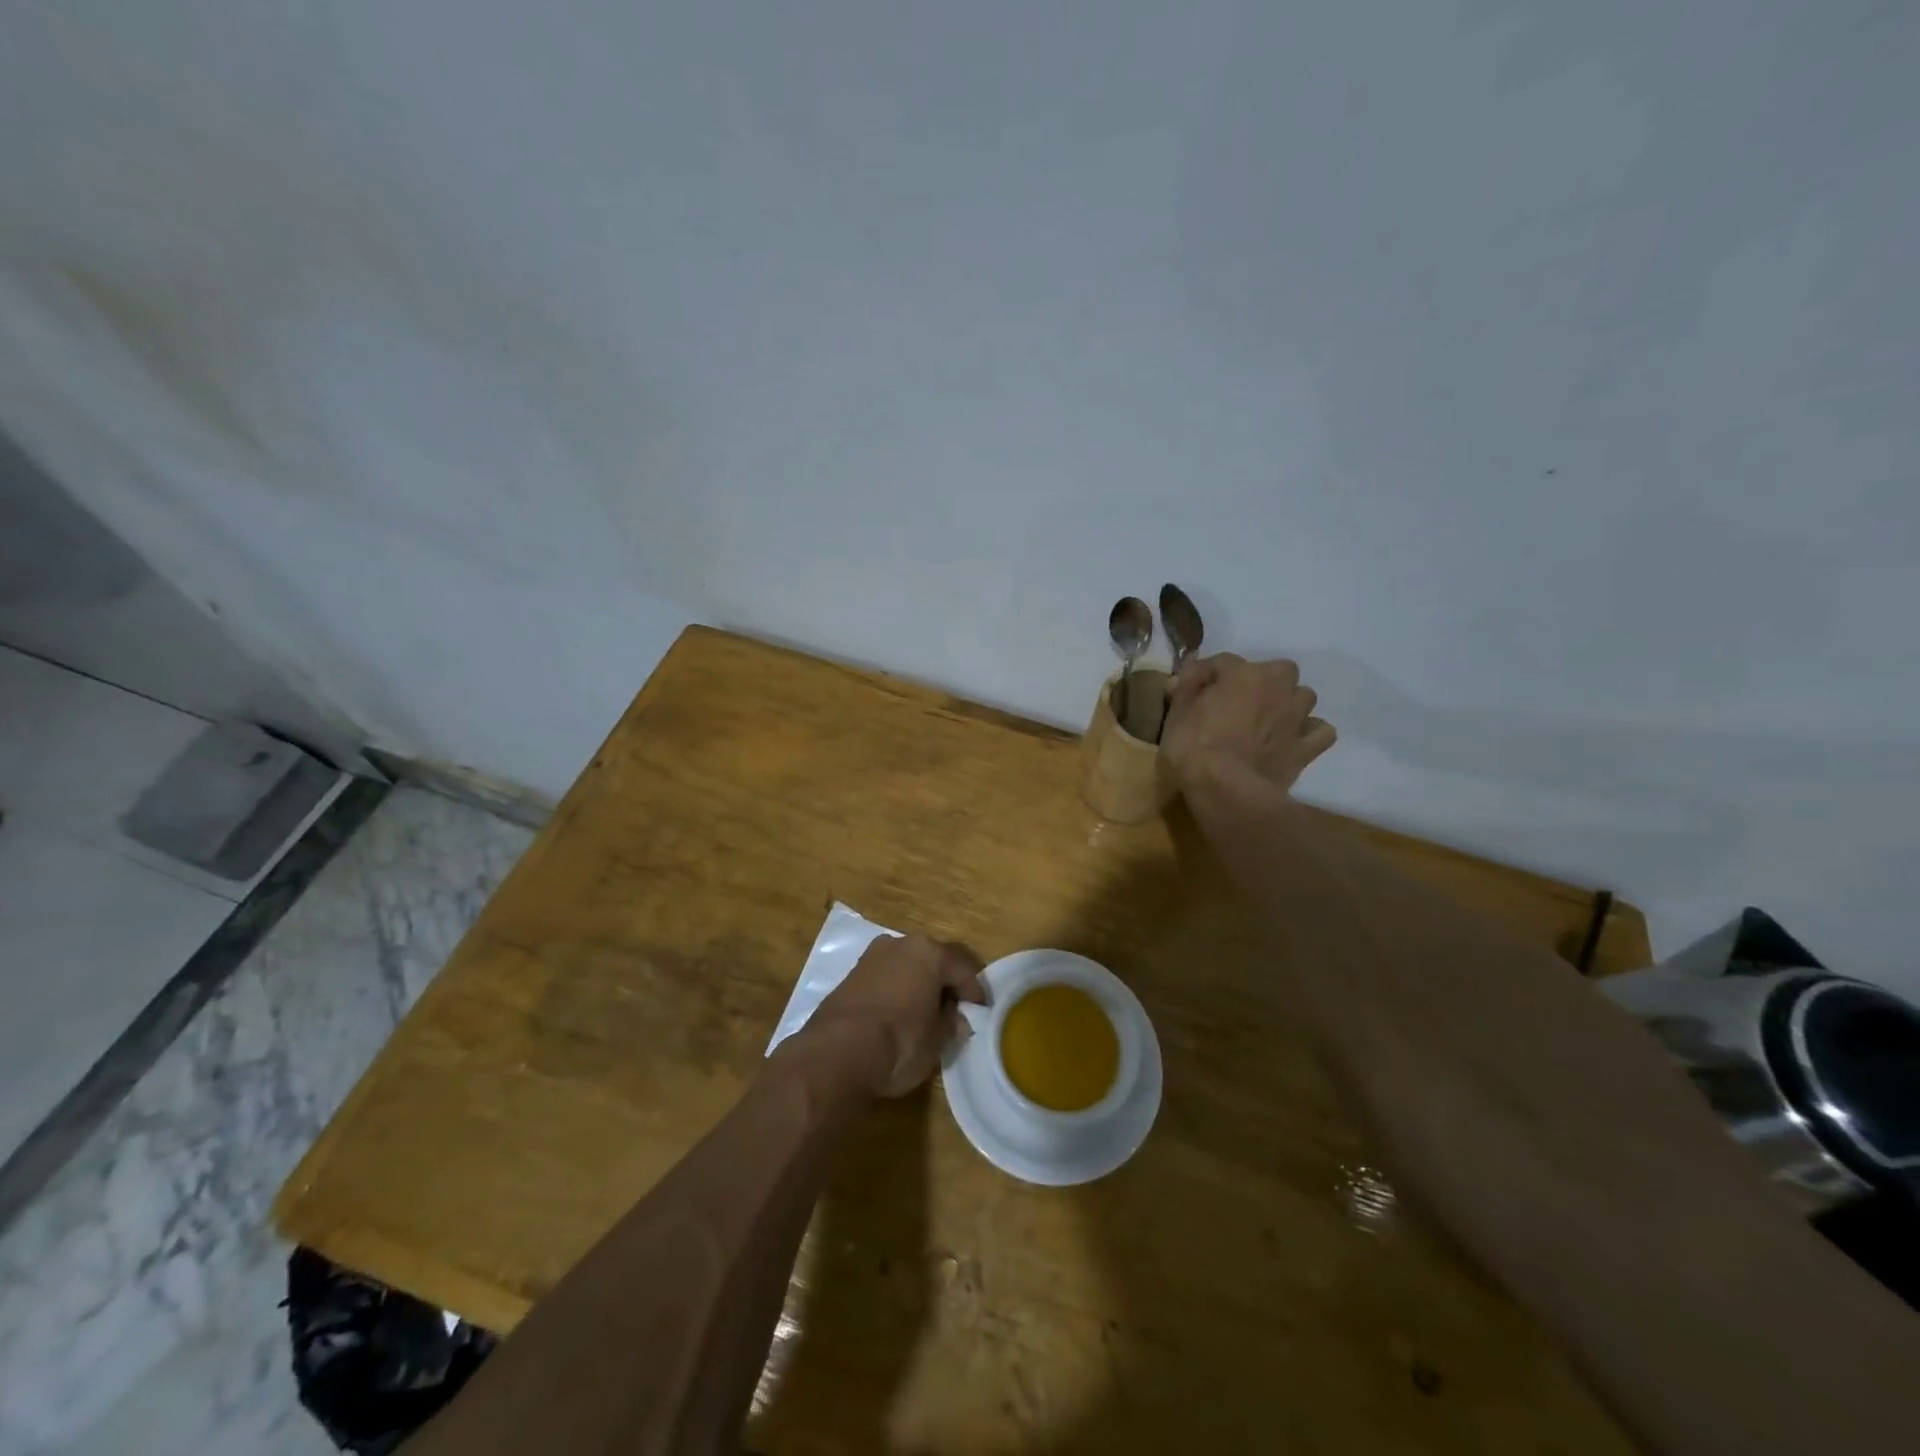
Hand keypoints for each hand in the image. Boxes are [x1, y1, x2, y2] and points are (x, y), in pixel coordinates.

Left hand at [801, 932, 985, 1097]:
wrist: (837, 1053)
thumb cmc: (900, 1042)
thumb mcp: (937, 1041)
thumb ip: (951, 1025)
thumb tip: (957, 1020)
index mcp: (929, 952)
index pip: (962, 969)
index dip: (974, 993)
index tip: (981, 1012)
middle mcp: (900, 944)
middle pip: (932, 962)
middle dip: (943, 985)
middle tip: (953, 1011)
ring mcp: (871, 957)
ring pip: (905, 967)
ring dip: (917, 986)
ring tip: (924, 1015)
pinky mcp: (850, 975)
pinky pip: (884, 979)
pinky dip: (895, 992)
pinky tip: (897, 1016)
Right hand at [1162, 653, 1336, 793]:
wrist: (1226, 790)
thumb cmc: (1194, 747)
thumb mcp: (1177, 712)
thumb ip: (1186, 686)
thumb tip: (1190, 671)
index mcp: (1243, 673)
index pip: (1223, 661)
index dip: (1206, 674)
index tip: (1192, 690)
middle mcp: (1277, 687)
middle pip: (1278, 670)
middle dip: (1262, 681)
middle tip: (1239, 702)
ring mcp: (1296, 717)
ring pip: (1303, 697)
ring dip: (1288, 703)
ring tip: (1268, 719)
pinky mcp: (1306, 748)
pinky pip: (1320, 732)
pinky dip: (1309, 732)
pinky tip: (1293, 740)